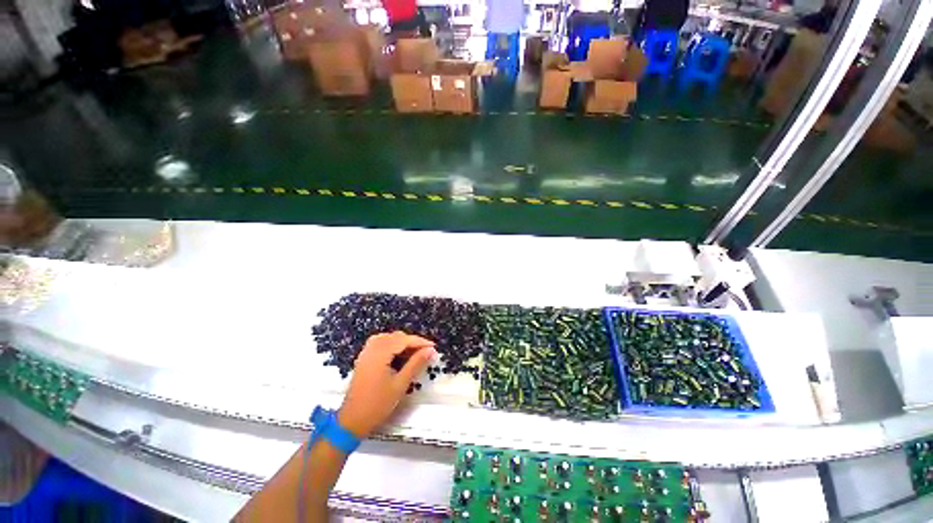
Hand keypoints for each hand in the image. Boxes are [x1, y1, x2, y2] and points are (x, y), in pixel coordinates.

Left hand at [338, 331, 436, 437]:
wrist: (352, 421)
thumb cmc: (378, 404)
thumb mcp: (401, 384)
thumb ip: (416, 363)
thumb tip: (430, 350)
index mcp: (380, 353)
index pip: (404, 340)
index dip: (420, 342)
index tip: (433, 347)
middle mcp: (372, 348)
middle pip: (396, 336)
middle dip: (411, 342)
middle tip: (425, 352)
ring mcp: (366, 353)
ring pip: (388, 338)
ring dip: (401, 342)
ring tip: (413, 353)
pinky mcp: (364, 359)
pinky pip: (380, 343)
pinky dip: (391, 345)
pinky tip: (398, 355)